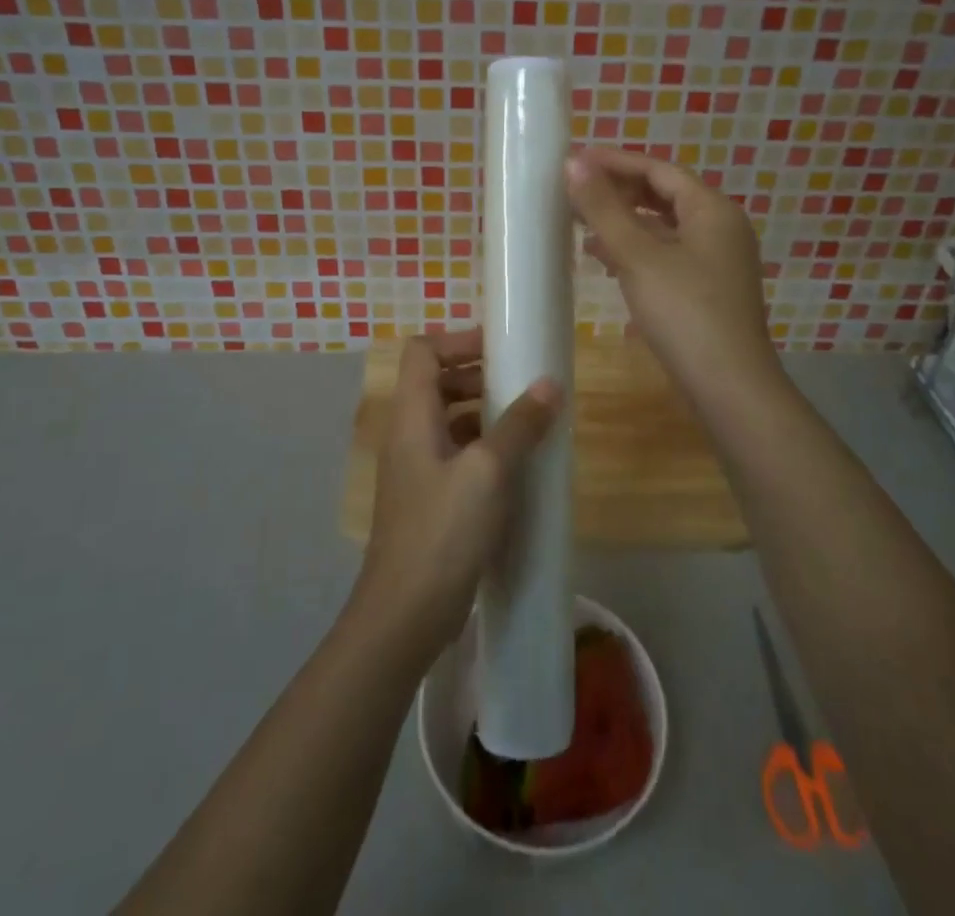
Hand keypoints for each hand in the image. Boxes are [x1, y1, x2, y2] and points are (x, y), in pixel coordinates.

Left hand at [352, 326, 559, 664]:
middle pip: (436, 381)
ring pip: (448, 419)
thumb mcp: (488, 472)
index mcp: (412, 416)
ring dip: (484, 411)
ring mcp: (417, 468)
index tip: (501, 348)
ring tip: (527, 419)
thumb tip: (549, 384)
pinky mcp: (430, 499)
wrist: (405, 615)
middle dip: (477, 374)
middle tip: (521, 381)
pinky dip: (483, 446)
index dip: (458, 340)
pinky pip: (456, 453)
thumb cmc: (443, 532)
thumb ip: (519, 424)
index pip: (422, 351)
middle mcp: (408, 434)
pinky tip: (516, 465)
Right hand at [566, 147, 787, 421]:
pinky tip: (606, 263)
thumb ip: (604, 208)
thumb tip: (573, 163)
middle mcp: (721, 228)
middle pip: (663, 197)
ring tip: (581, 227)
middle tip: (574, 193)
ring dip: (624, 224)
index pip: (658, 170)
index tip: (574, 161)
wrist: (730, 387)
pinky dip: (637, 252)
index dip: (615, 162)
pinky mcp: (708, 290)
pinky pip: (668, 256)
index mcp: (712, 210)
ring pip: (664, 229)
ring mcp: (717, 261)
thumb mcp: (638, 256)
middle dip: (618, 193)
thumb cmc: (685, 312)